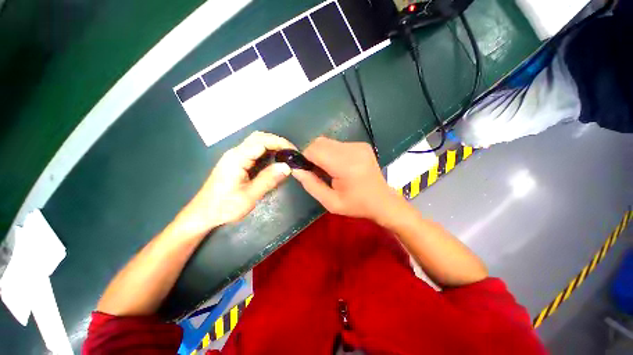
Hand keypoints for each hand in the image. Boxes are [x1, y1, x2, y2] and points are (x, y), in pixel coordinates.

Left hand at [175, 132, 294, 235]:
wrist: (203, 214)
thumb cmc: (224, 207)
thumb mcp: (249, 196)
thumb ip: (268, 180)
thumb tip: (287, 167)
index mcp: (237, 158)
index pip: (262, 141)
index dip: (280, 143)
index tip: (294, 152)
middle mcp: (235, 153)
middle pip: (259, 137)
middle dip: (277, 142)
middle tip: (291, 154)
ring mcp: (234, 157)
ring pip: (256, 143)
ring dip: (273, 146)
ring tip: (286, 157)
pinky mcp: (236, 162)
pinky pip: (254, 152)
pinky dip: (267, 153)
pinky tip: (274, 162)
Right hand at [292, 137, 401, 221]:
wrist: (383, 201)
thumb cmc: (357, 205)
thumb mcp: (330, 202)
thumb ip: (311, 185)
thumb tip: (295, 169)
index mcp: (345, 165)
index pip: (314, 150)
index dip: (304, 158)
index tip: (306, 170)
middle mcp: (352, 150)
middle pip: (319, 142)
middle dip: (312, 155)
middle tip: (316, 172)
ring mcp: (358, 145)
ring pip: (327, 142)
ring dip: (321, 153)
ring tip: (329, 170)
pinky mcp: (361, 144)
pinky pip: (337, 144)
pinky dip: (331, 152)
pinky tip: (339, 165)